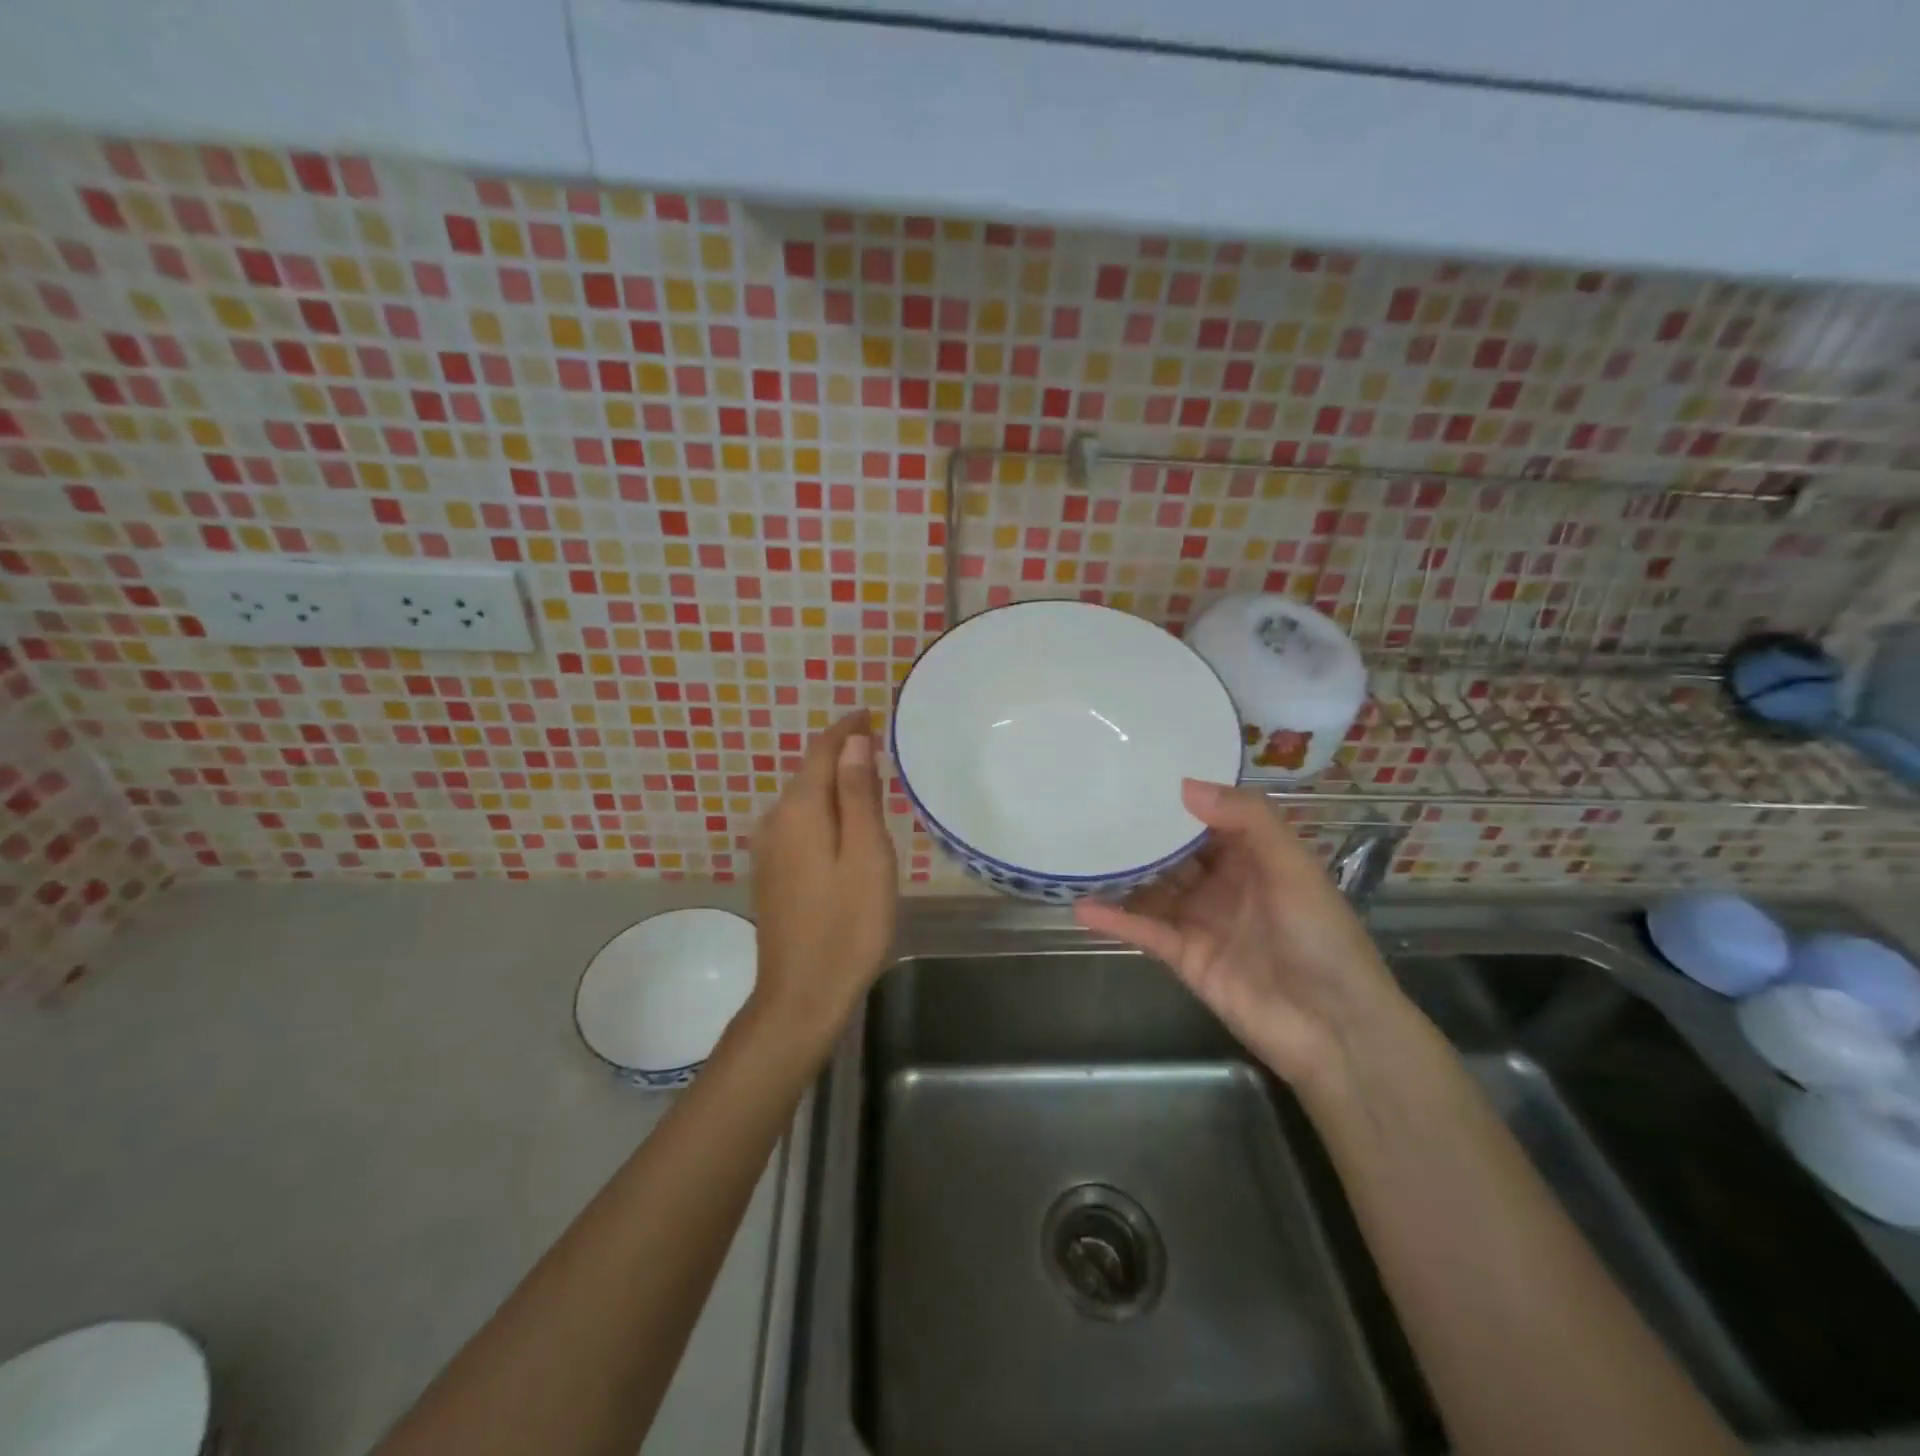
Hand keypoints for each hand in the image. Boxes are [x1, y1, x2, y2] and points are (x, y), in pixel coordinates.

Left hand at [748, 710, 898, 1041]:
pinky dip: (824, 812)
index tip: (870, 713)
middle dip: (842, 755)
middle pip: (810, 773)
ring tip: (870, 783)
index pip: (821, 750)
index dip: (845, 729)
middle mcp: (775, 821)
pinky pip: (799, 824)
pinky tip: (845, 827)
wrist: (802, 994)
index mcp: (800, 810)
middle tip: (880, 749)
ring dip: (834, 785)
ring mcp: (768, 850)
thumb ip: (858, 795)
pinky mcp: (771, 874)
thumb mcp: (866, 855)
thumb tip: (853, 742)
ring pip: (804, 800)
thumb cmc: (848, 924)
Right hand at [1074, 780, 1403, 1089]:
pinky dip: (1115, 919)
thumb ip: (1246, 819)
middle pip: (1174, 852)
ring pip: (1152, 889)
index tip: (1138, 773)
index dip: (1179, 798)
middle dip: (1141, 832)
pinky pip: (1144, 930)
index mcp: (1254, 857)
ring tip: (1079, 850)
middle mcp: (1223, 884)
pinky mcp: (1183, 956)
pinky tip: (1082, 905)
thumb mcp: (1292, 866)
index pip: (1210, 818)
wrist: (1332, 1027)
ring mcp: (1200, 921)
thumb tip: (1183, 785)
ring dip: (1121, 874)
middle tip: (1094, 804)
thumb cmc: (1319, 936)